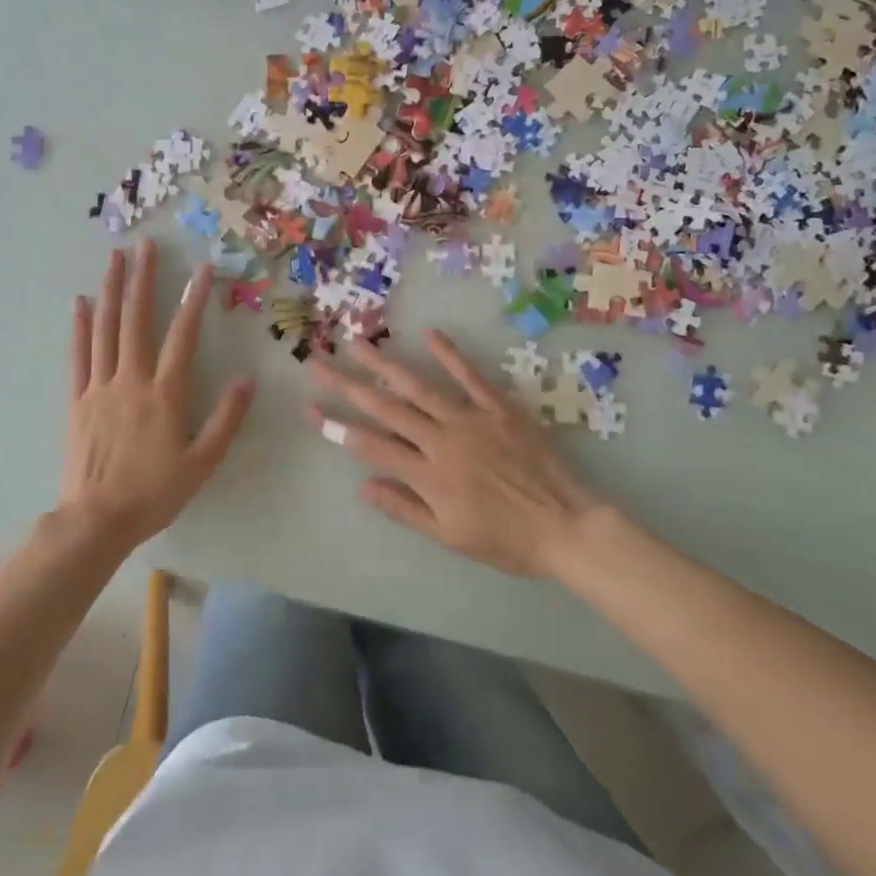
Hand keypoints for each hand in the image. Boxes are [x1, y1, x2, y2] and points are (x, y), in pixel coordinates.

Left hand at [60, 242, 255, 550]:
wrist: (97, 521)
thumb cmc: (154, 493)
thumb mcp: (202, 462)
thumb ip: (226, 418)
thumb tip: (247, 379)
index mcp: (165, 393)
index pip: (183, 336)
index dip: (193, 300)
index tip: (202, 269)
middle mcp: (131, 380)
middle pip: (137, 320)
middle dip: (141, 279)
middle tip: (145, 245)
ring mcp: (99, 388)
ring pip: (106, 330)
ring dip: (111, 291)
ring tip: (114, 258)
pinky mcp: (77, 401)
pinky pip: (79, 356)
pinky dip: (81, 327)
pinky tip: (81, 303)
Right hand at [307, 332, 604, 578]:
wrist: (565, 527)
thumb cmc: (505, 541)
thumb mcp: (449, 536)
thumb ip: (405, 508)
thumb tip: (363, 485)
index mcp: (428, 475)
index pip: (370, 445)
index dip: (336, 427)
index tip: (310, 408)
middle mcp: (442, 440)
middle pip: (385, 407)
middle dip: (347, 384)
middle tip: (318, 362)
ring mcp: (471, 420)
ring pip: (419, 387)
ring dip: (384, 364)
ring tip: (357, 343)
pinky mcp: (499, 408)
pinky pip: (470, 377)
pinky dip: (450, 355)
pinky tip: (429, 335)